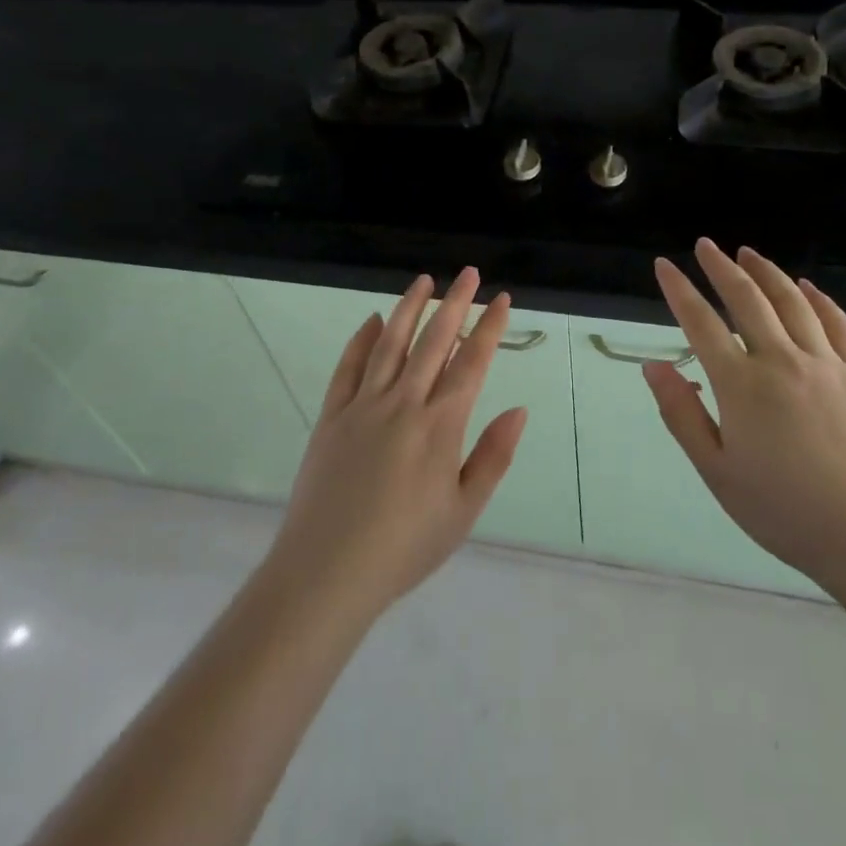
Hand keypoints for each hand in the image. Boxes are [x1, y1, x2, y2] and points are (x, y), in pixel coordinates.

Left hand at [265, 268, 527, 623]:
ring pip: (391, 343)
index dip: (489, 327)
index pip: (472, 362)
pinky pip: (348, 367)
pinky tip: (373, 320)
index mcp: (440, 426)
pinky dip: (362, 340)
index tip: (501, 298)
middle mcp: (404, 403)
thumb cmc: (405, 547)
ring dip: (410, 308)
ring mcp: (364, 406)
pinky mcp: (332, 416)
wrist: (327, 572)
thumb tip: (518, 409)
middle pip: (434, 341)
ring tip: (424, 280)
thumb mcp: (464, 511)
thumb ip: (493, 457)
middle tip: (469, 273)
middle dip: (455, 302)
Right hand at [645, 240, 845, 595]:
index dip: (679, 290)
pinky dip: (818, 299)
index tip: (664, 265)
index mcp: (741, 385)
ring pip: (791, 301)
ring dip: (766, 272)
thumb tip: (653, 366)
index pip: (701, 323)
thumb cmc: (786, 511)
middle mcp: (781, 360)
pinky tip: (806, 287)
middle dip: (721, 267)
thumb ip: (682, 415)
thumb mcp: (718, 473)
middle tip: (705, 245)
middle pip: (747, 299)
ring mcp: (827, 363)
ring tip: (747, 253)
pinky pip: (837, 323)